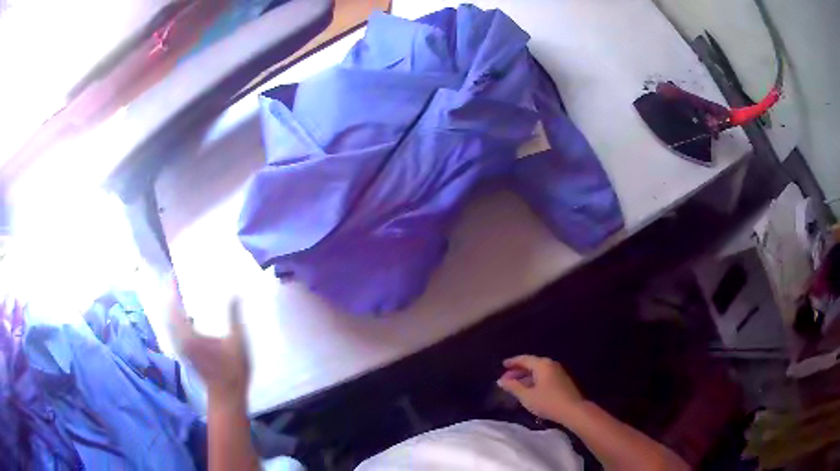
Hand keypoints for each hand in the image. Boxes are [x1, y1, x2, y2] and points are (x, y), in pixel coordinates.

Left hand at [169, 286, 249, 404]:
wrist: (227, 395)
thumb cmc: (233, 370)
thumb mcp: (237, 342)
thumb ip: (234, 317)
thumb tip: (235, 294)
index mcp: (190, 336)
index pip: (175, 308)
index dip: (172, 290)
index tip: (173, 275)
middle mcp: (180, 340)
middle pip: (168, 313)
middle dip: (169, 295)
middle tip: (175, 280)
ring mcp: (181, 348)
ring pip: (169, 322)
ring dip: (170, 306)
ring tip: (177, 293)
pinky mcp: (184, 352)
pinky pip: (173, 329)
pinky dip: (174, 318)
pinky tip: (183, 314)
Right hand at [497, 355, 584, 422]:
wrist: (573, 410)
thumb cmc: (548, 402)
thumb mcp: (527, 396)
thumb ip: (513, 387)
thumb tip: (501, 380)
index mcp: (542, 364)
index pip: (524, 359)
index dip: (512, 362)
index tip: (502, 365)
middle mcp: (551, 364)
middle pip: (531, 364)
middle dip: (518, 371)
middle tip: (506, 378)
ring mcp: (558, 372)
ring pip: (538, 371)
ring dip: (526, 377)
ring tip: (515, 386)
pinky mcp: (562, 381)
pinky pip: (544, 376)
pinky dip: (534, 380)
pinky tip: (529, 390)